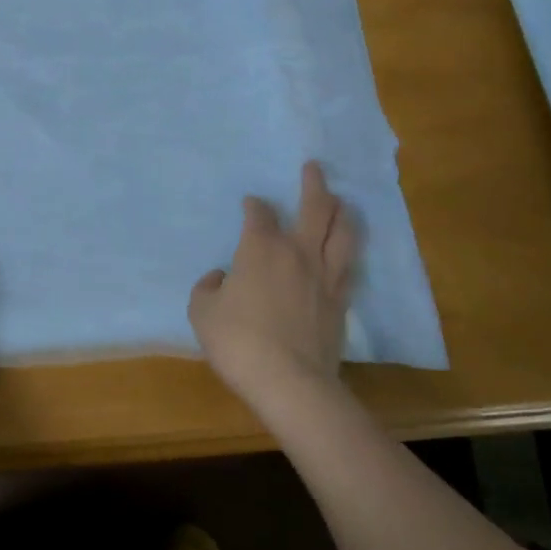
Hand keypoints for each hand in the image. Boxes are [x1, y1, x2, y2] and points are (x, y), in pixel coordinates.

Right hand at [189, 162, 360, 414]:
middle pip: (314, 209)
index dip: (255, 205)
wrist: (289, 381)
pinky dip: (348, 251)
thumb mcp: (202, 312)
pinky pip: (349, 267)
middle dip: (313, 184)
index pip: (259, 215)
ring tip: (342, 201)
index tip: (251, 203)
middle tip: (314, 168)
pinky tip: (347, 250)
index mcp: (260, 249)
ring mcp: (324, 276)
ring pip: (342, 233)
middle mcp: (297, 252)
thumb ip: (207, 288)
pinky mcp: (340, 302)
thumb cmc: (238, 341)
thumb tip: (219, 279)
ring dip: (342, 212)